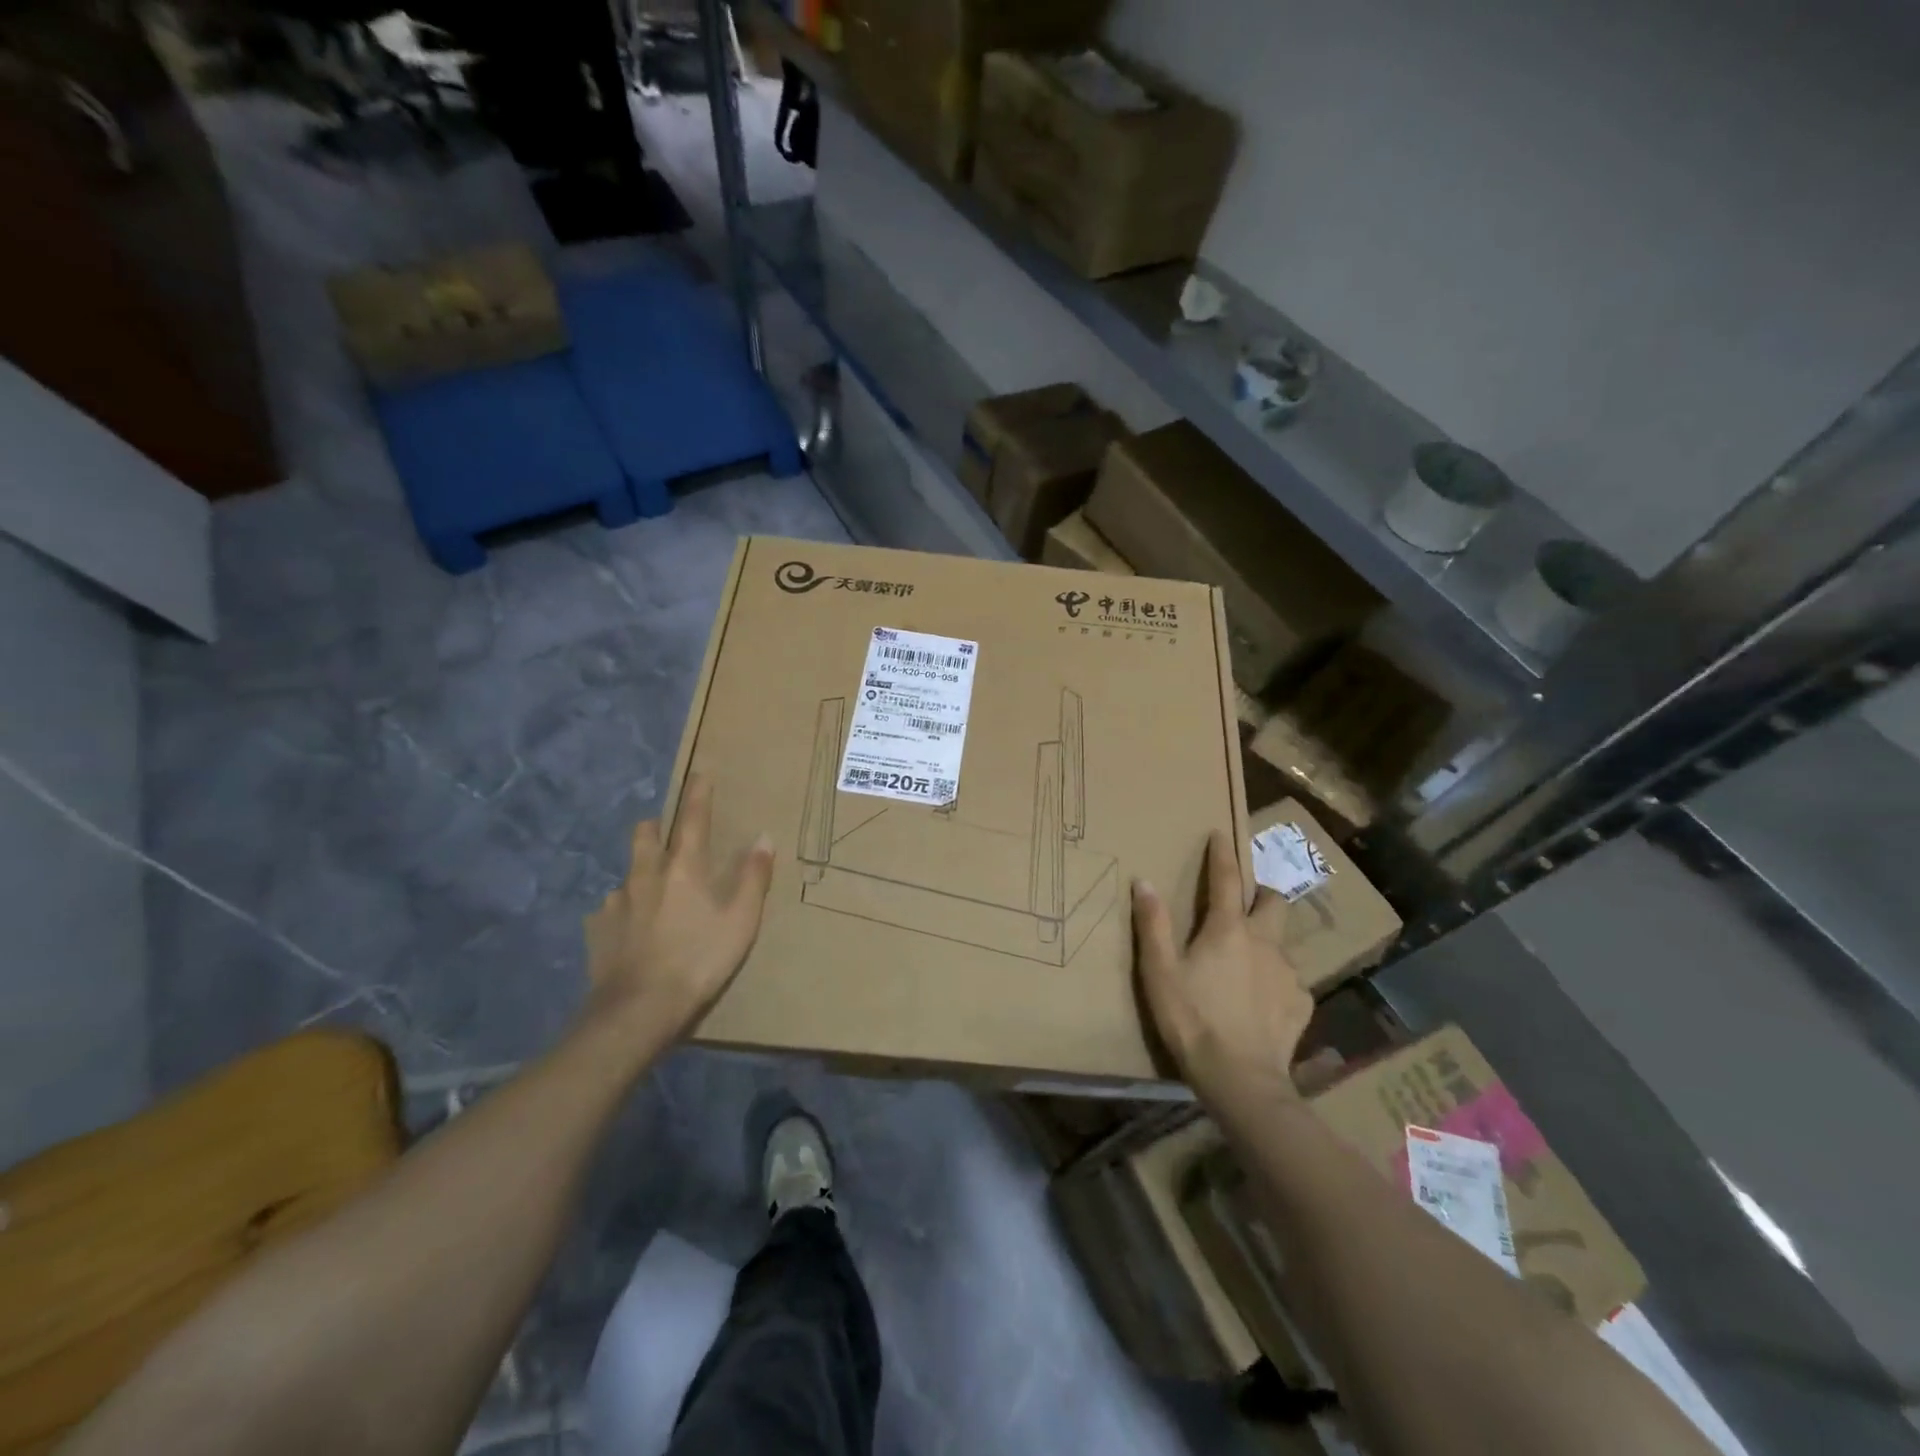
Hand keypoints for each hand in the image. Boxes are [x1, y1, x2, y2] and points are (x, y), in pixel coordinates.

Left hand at [582, 774, 775, 1049]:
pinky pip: (610, 910)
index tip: (701, 773)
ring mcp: (616, 903)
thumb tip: (763, 837)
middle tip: (667, 833)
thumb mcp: (741, 921)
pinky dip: (622, 912)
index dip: (699, 794)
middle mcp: (645, 876)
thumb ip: (753, 877)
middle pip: (645, 835)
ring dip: (640, 873)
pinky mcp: (597, 930)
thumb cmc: (700, 960)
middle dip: (656, 827)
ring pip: (627, 873)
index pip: (693, 819)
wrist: (639, 1009)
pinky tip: (630, 931)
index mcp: (683, 869)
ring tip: (651, 892)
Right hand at [1133, 829, 1313, 1108]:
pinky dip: (1277, 980)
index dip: (1222, 854)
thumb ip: (1153, 925)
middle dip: (1262, 892)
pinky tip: (1263, 1000)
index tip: (1221, 834)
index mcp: (1228, 929)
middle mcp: (1264, 942)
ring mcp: (1288, 974)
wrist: (1241, 1079)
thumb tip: (1144, 881)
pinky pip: (1291, 980)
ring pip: (1283, 942)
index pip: (1227, 879)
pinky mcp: (1302, 1004)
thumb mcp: (1160, 971)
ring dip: (1268, 939)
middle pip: (1274, 901)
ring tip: (1249, 960)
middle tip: (1246, 900)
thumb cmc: (1192, 1019)